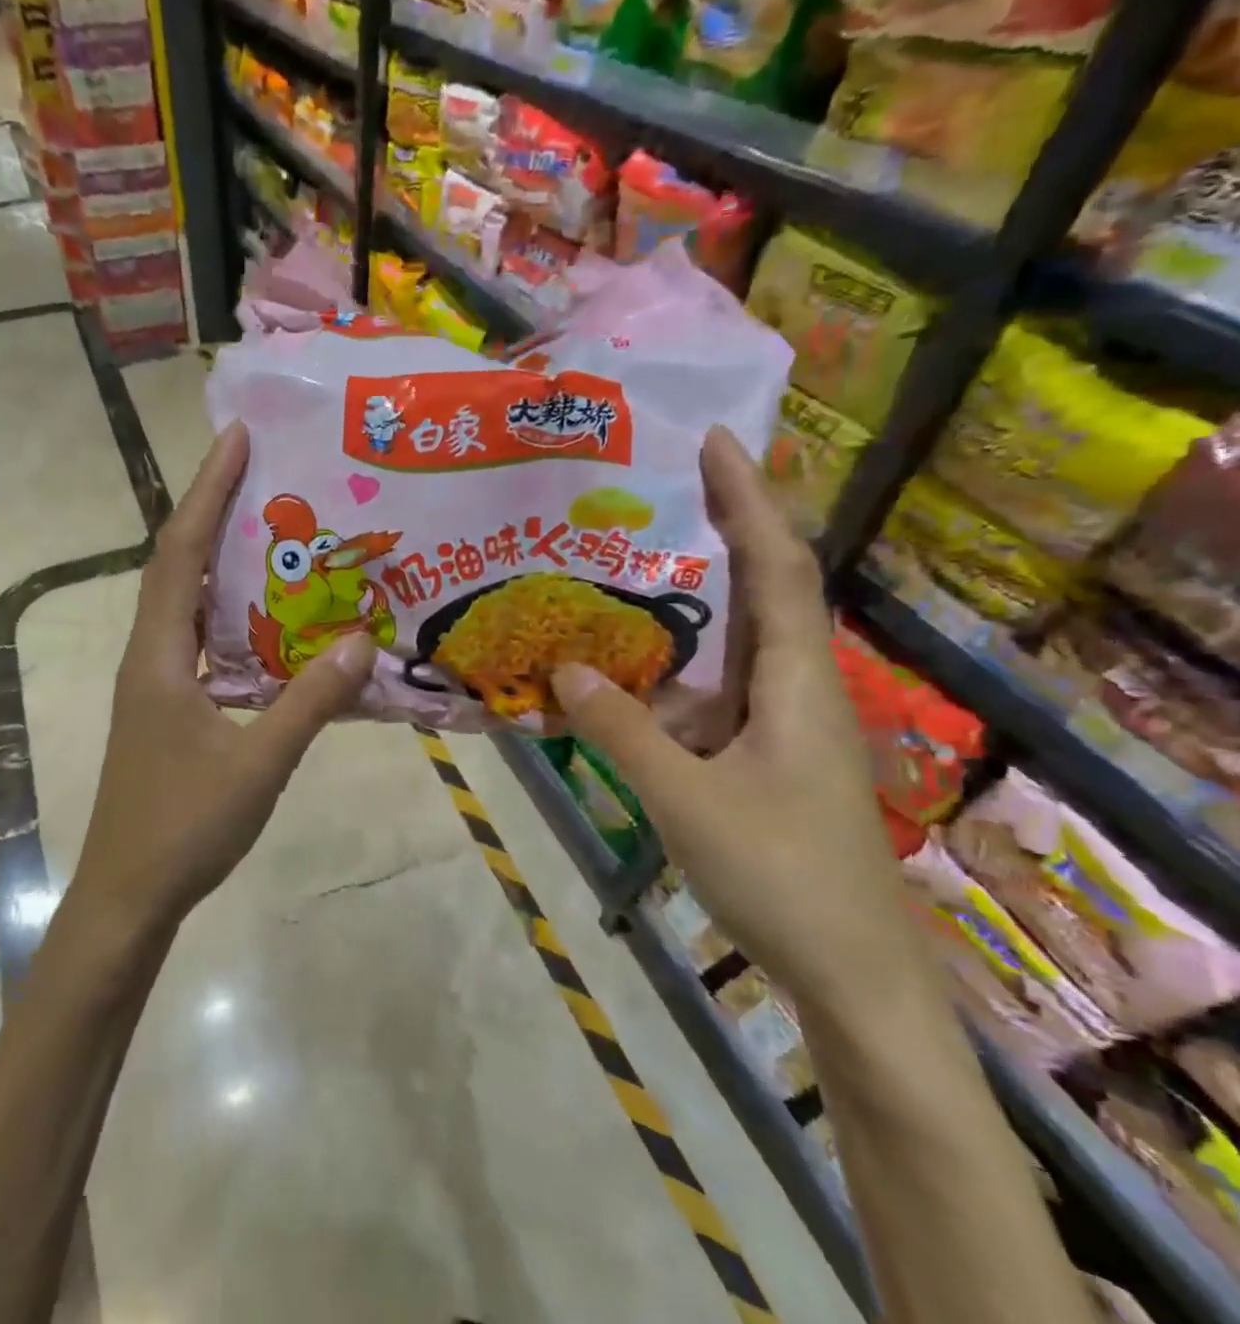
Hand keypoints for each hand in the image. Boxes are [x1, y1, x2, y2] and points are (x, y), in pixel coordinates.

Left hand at [72, 422, 373, 935]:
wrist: (128, 895)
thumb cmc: (183, 829)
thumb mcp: (258, 765)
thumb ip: (309, 704)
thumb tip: (360, 645)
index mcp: (159, 656)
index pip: (180, 552)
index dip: (206, 491)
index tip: (235, 439)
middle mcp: (149, 656)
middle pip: (177, 564)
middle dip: (213, 510)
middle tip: (262, 471)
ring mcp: (154, 682)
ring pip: (186, 602)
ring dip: (219, 560)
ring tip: (270, 528)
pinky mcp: (166, 706)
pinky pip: (197, 639)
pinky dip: (227, 613)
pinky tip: (266, 619)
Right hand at [550, 428, 916, 1015]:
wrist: (850, 973)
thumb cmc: (781, 876)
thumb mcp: (687, 800)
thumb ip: (623, 731)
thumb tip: (564, 667)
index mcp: (796, 681)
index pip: (777, 566)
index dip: (749, 499)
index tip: (715, 442)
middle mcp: (794, 686)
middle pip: (760, 588)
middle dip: (717, 530)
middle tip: (651, 491)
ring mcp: (778, 723)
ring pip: (728, 642)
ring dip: (682, 602)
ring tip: (618, 569)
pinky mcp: (759, 755)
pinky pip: (707, 690)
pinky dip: (665, 669)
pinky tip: (618, 672)